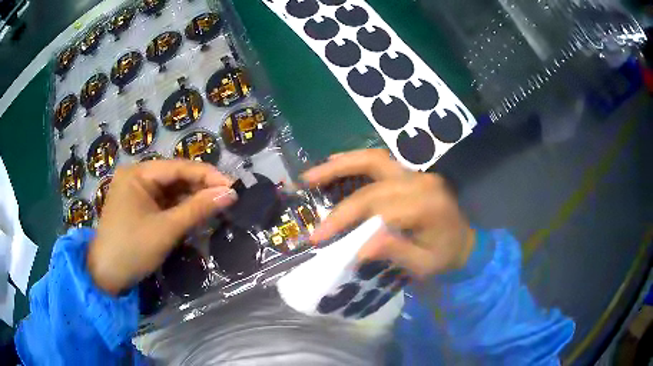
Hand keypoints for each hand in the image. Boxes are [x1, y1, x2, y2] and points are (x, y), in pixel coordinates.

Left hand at [87, 160, 236, 294]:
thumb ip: (198, 209)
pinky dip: (180, 209)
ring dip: (192, 199)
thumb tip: (230, 193)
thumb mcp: (166, 230)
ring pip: (170, 191)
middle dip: (200, 188)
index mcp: (138, 173)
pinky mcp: (138, 207)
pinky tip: (196, 214)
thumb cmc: (132, 249)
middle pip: (175, 177)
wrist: (106, 276)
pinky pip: (163, 203)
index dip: (207, 175)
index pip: (179, 167)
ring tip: (217, 206)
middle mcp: (136, 176)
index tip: (234, 186)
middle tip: (228, 198)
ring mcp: (136, 192)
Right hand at [302, 149, 474, 278]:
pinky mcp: (410, 173)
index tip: (321, 239)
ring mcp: (416, 173)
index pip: (380, 209)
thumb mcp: (424, 265)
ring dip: (340, 164)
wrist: (466, 240)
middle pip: (372, 182)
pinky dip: (354, 161)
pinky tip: (334, 163)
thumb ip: (396, 252)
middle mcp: (421, 182)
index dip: (347, 221)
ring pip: (373, 159)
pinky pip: (379, 161)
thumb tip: (360, 248)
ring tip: (310, 175)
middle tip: (308, 198)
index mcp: (428, 206)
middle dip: (338, 196)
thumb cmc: (446, 256)